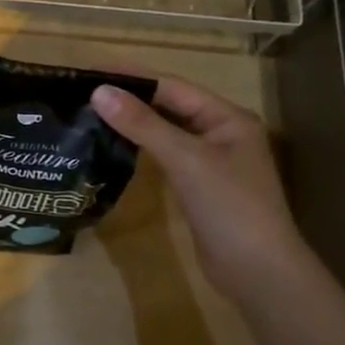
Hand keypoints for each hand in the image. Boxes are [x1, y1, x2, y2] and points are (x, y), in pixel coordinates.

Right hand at [91, 78, 311, 297]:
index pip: (173, 86)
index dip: (133, 77)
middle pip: (170, 106)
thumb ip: (143, 124)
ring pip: (167, 132)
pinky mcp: (199, 187)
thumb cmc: (230, 207)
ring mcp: (211, 162)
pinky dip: (142, 148)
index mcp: (228, 117)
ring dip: (135, 123)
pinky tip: (115, 146)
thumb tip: (99, 91)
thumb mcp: (186, 160)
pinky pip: (166, 156)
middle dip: (132, 98)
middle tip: (86, 91)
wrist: (258, 274)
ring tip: (92, 113)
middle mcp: (221, 133)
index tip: (93, 70)